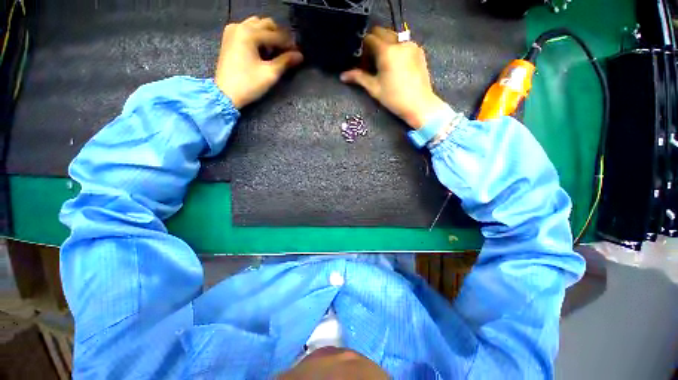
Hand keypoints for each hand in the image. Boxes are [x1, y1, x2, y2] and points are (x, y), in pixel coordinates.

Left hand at [215, 16, 303, 108]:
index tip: (298, 53)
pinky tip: (262, 50)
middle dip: (279, 36)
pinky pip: (247, 30)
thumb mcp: (269, 74)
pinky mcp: (229, 38)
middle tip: (287, 51)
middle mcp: (240, 26)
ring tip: (275, 51)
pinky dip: (258, 36)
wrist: (225, 93)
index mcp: (249, 33)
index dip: (289, 44)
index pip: (275, 35)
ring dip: (268, 35)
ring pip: (256, 25)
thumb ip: (285, 62)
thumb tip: (300, 55)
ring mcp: (233, 31)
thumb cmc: (248, 84)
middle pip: (266, 24)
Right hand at [340, 27, 446, 129]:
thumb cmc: (394, 98)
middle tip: (371, 61)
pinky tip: (395, 64)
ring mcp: (411, 45)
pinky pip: (403, 42)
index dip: (363, 48)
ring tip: (383, 63)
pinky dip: (396, 48)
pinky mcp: (418, 50)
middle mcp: (400, 43)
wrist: (419, 104)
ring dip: (384, 44)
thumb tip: (343, 76)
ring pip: (393, 35)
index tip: (362, 60)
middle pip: (381, 32)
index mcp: (387, 52)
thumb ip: (359, 78)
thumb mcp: (374, 88)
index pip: (370, 38)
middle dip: (373, 43)